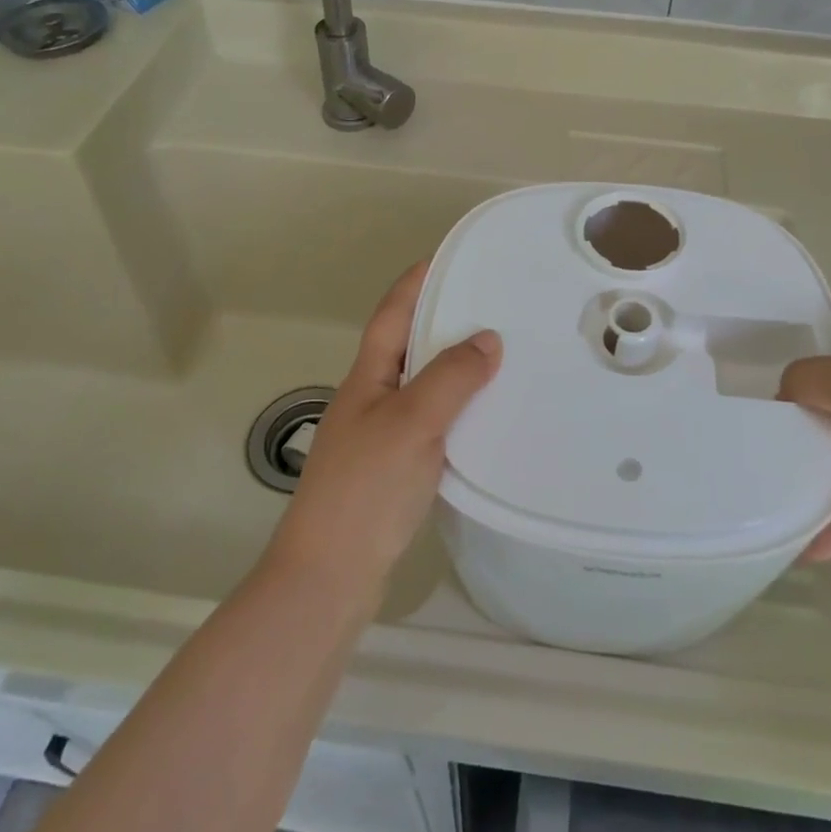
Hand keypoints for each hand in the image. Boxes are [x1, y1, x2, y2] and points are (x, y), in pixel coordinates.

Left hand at [268, 262, 500, 593]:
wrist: (331, 573)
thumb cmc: (365, 488)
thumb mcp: (412, 423)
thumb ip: (450, 378)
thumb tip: (487, 338)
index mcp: (367, 378)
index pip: (392, 314)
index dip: (416, 282)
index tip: (450, 258)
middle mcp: (371, 399)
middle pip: (407, 346)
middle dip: (443, 320)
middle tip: (492, 305)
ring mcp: (380, 435)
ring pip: (421, 385)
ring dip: (453, 366)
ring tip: (499, 354)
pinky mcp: (394, 468)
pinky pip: (431, 421)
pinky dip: (457, 408)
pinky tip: (485, 416)